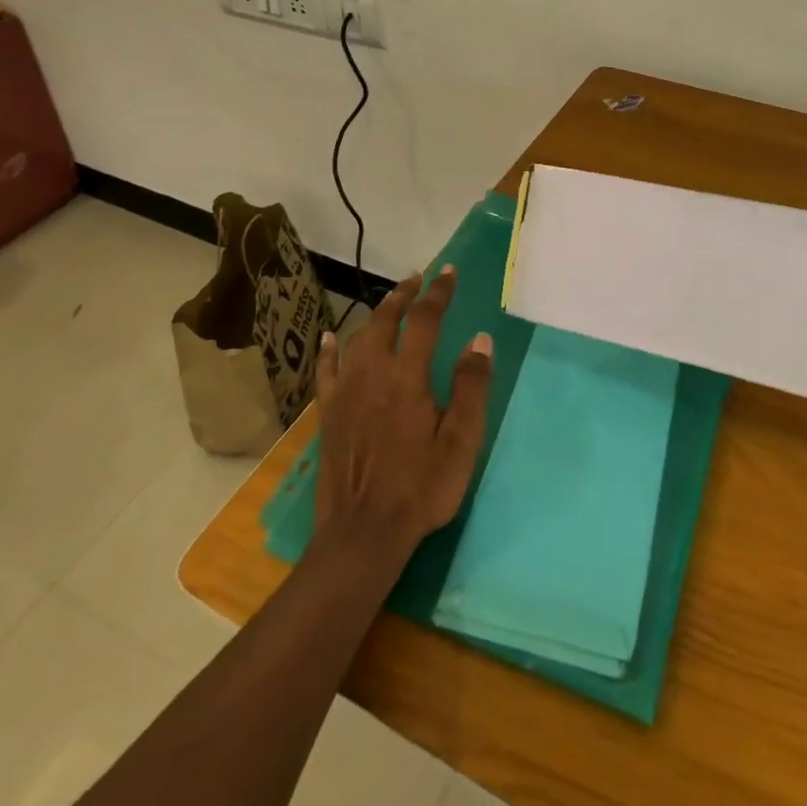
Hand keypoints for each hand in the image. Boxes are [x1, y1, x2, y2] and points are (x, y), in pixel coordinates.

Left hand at [314, 267, 493, 560]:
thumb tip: (480, 339)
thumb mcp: (460, 442)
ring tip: (389, 301)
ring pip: (358, 337)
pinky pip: (326, 369)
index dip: (438, 293)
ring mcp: (345, 391)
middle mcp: (372, 372)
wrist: (362, 534)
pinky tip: (330, 337)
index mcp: (407, 376)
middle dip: (403, 294)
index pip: (424, 320)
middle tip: (418, 278)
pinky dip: (330, 348)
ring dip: (375, 314)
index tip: (449, 273)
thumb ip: (471, 387)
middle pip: (385, 319)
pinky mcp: (328, 412)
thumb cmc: (420, 487)